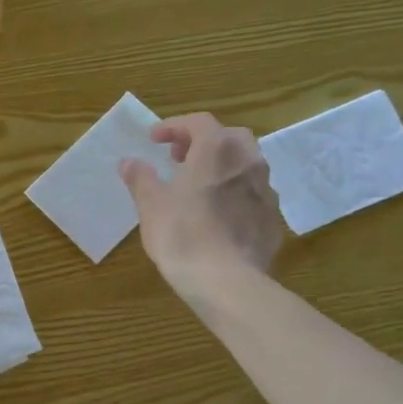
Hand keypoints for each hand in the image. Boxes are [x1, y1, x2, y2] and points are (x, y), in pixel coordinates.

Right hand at [120, 113, 284, 307]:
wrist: (226, 281)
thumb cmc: (182, 235)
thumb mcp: (151, 205)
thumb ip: (141, 178)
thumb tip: (129, 162)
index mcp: (217, 149)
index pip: (198, 122)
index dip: (174, 126)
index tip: (154, 140)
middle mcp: (248, 160)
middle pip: (228, 137)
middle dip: (202, 142)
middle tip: (179, 159)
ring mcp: (266, 189)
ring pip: (245, 164)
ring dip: (222, 166)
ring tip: (199, 186)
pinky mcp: (273, 217)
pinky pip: (252, 193)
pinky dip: (234, 192)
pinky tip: (218, 214)